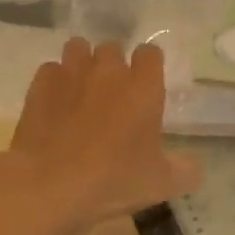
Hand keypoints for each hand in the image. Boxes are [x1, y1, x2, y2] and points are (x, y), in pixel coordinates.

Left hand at [4, 38, 202, 228]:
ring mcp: (72, 74)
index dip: (149, 66)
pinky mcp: (40, 86)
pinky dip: (54, 81)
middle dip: (113, 65)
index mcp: (144, 86)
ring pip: (78, 48)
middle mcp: (109, 71)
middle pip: (113, 48)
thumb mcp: (161, 184)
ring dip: (82, 63)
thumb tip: (193, 167)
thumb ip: (185, 170)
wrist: (50, 187)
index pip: (151, 53)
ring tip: (81, 90)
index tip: (146, 86)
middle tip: (112, 95)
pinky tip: (54, 103)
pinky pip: (50, 70)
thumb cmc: (113, 181)